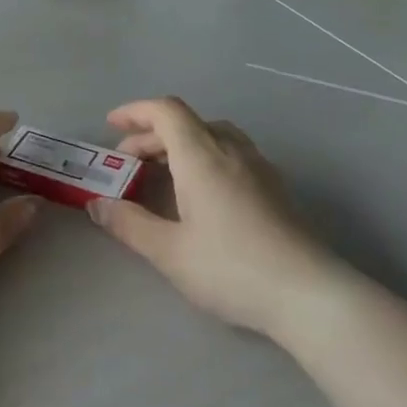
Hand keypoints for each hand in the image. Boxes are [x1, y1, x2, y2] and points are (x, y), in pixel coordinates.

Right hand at [88, 98, 335, 337]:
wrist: (309, 294)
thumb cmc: (232, 268)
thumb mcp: (169, 252)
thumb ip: (130, 224)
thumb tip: (98, 205)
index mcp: (202, 156)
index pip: (166, 111)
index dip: (135, 111)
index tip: (111, 125)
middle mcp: (231, 150)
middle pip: (187, 123)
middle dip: (151, 135)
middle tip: (127, 162)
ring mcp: (259, 167)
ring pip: (212, 136)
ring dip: (180, 144)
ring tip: (161, 173)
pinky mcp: (275, 187)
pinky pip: (231, 153)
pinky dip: (204, 157)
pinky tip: (200, 193)